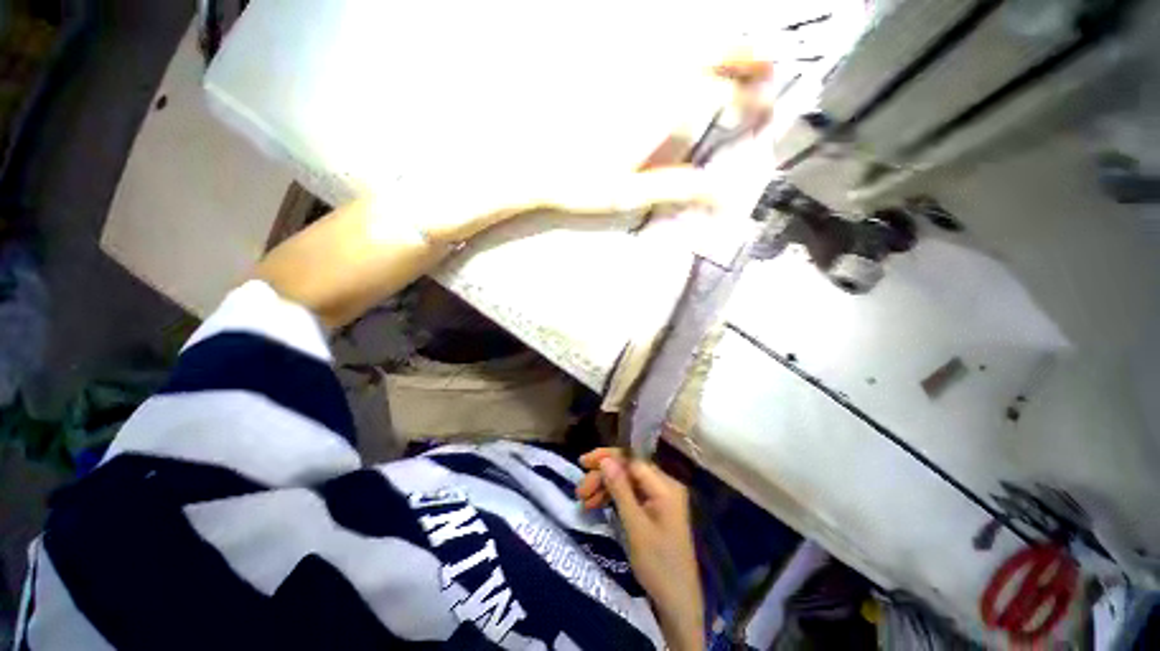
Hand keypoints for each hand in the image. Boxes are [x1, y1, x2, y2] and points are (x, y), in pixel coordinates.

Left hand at [425, 53, 773, 243]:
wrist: (524, 158)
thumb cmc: (575, 181)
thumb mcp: (629, 193)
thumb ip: (678, 187)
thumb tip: (723, 195)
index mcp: (661, 104)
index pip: (724, 93)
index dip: (752, 101)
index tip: (766, 111)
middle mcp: (652, 69)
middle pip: (714, 47)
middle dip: (749, 56)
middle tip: (770, 66)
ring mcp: (629, 59)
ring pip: (689, 34)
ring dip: (721, 41)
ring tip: (742, 53)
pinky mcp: (608, 60)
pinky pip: (656, 38)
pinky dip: (684, 41)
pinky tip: (687, 56)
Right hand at [577, 449, 703, 650]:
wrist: (678, 604)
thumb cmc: (659, 565)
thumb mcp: (635, 527)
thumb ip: (620, 490)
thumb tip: (604, 459)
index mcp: (666, 486)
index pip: (633, 460)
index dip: (607, 458)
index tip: (583, 463)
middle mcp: (664, 486)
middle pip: (628, 470)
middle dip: (603, 477)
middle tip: (580, 492)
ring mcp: (660, 499)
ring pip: (627, 483)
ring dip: (604, 488)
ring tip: (583, 501)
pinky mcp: (654, 510)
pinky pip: (630, 496)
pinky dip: (613, 499)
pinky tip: (596, 506)